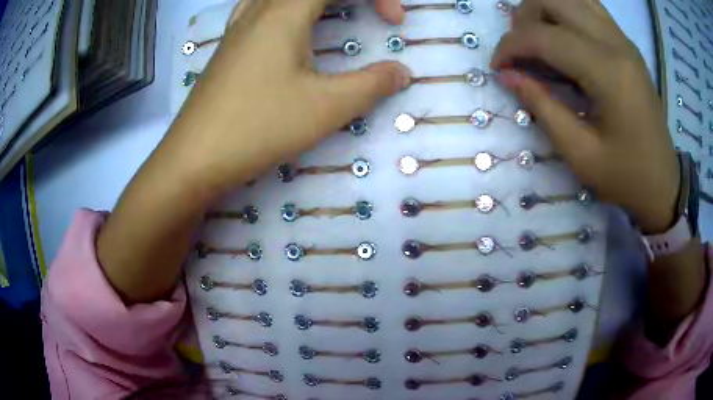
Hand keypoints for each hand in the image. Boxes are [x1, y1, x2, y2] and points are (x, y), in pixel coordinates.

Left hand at [164, 0, 410, 195]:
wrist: (194, 158)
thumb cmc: (258, 126)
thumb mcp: (326, 107)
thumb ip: (372, 84)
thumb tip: (401, 73)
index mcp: (285, 12)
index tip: (394, 24)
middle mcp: (259, 9)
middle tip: (373, 15)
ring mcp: (239, 26)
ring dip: (318, 2)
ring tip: (336, 13)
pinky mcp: (229, 46)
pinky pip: (261, 7)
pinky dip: (286, 8)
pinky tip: (288, 24)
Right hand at [491, 0, 679, 233]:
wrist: (663, 182)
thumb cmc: (625, 176)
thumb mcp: (580, 153)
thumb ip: (542, 107)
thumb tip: (507, 75)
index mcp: (608, 73)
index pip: (544, 36)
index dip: (511, 46)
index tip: (499, 67)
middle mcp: (615, 43)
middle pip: (554, 0)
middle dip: (525, 18)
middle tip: (520, 50)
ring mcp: (622, 39)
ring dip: (545, 9)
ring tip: (539, 38)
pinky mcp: (626, 43)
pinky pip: (588, 6)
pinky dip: (566, 12)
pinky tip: (563, 37)